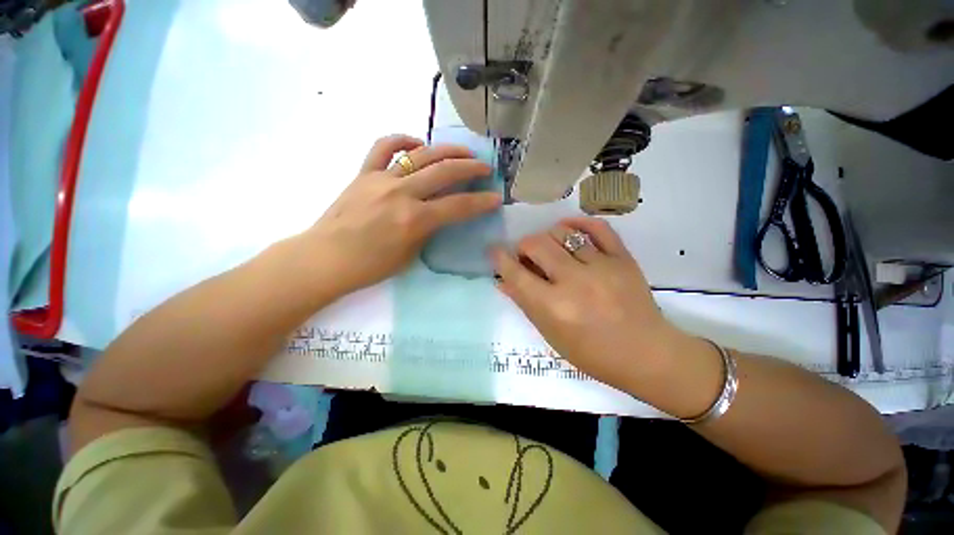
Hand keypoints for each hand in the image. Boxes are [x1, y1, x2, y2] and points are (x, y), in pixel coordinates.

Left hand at [307, 135, 501, 295]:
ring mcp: (381, 179)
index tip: (496, 197)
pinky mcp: (364, 173)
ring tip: (462, 151)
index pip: (458, 206)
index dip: (481, 202)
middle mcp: (401, 194)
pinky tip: (417, 144)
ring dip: (447, 150)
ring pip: (421, 155)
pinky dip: (403, 141)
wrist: (326, 259)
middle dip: (471, 167)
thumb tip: (439, 212)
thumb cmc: (371, 266)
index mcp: (414, 220)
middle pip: (444, 172)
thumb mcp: (411, 254)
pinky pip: (384, 147)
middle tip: (485, 167)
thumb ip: (428, 229)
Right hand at [490, 217, 687, 393]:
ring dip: (547, 237)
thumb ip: (525, 303)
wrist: (646, 354)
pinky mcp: (622, 259)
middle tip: (526, 255)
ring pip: (563, 233)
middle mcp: (574, 282)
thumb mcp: (551, 334)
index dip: (500, 258)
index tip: (495, 251)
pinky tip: (568, 227)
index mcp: (553, 307)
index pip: (516, 273)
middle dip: (523, 246)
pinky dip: (579, 223)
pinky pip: (598, 228)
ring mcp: (601, 266)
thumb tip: (502, 281)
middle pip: (537, 245)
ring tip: (548, 248)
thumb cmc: (592, 353)